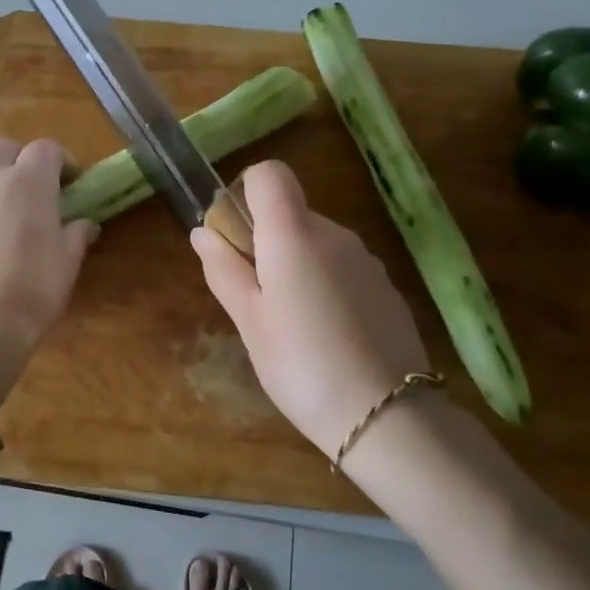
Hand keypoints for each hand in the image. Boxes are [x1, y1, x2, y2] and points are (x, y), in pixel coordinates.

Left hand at [0, 138, 96, 351]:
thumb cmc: (36, 286)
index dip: (62, 161)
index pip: (47, 148)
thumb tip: (86, 224)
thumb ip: (77, 233)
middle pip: (4, 148)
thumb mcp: (69, 259)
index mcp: (30, 181)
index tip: (72, 183)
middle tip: (35, 186)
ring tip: (0, 197)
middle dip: (22, 159)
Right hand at [192, 160, 431, 454]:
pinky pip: (341, 268)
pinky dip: (325, 285)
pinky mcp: (386, 286)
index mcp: (294, 234)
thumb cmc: (300, 365)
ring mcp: (366, 259)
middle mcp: (334, 233)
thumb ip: (224, 270)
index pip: (269, 173)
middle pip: (291, 212)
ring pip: (316, 243)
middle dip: (265, 242)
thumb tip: (204, 232)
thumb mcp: (249, 322)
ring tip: (290, 325)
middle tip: (254, 299)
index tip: (235, 238)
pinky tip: (326, 335)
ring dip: (295, 266)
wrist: (386, 416)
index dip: (246, 193)